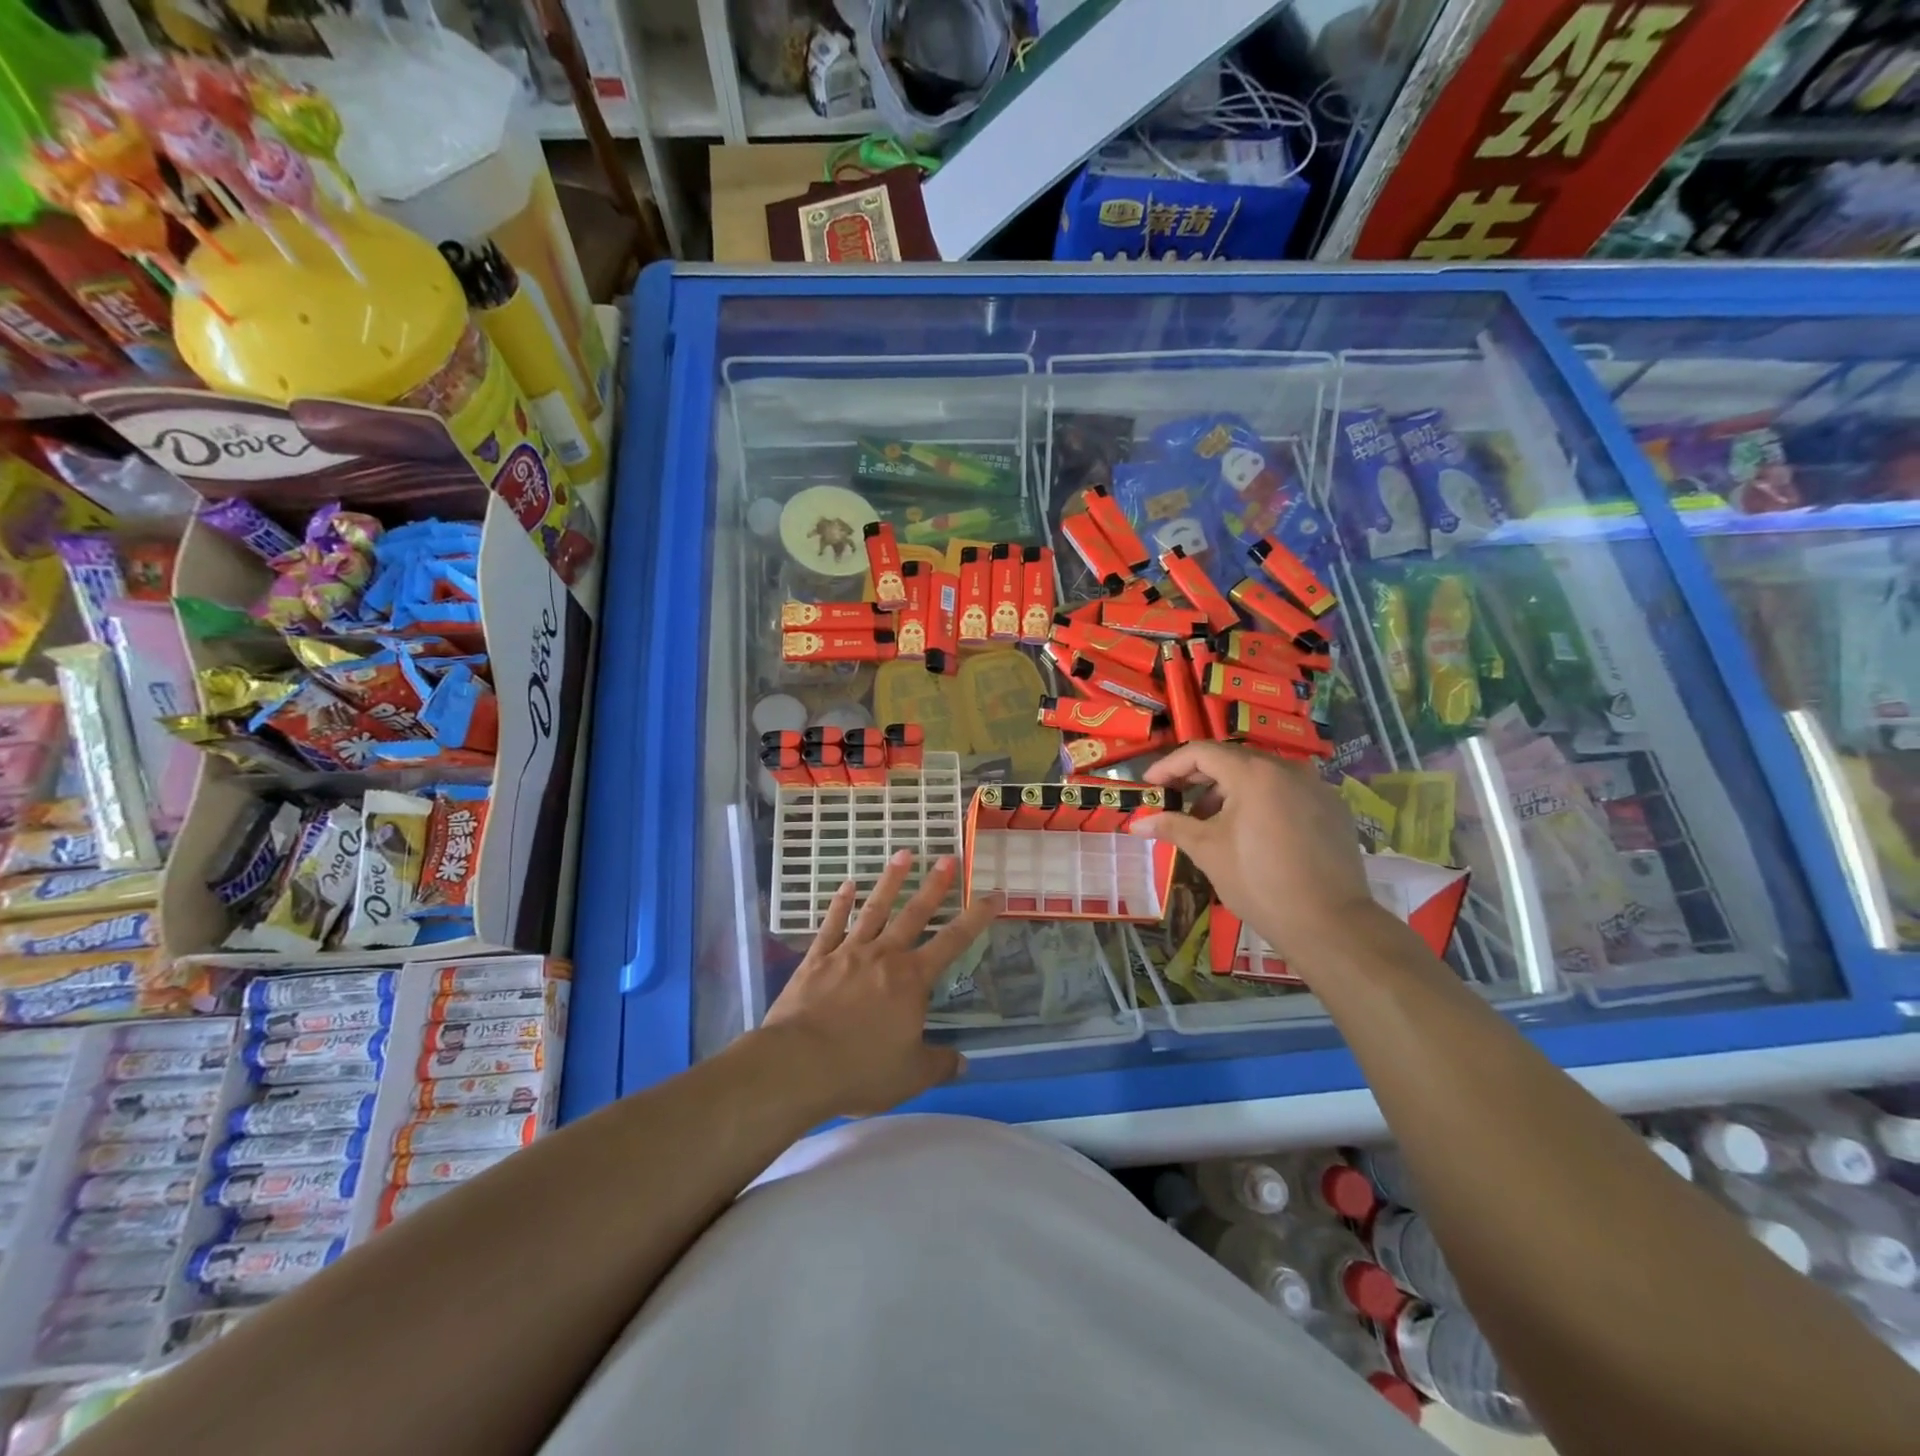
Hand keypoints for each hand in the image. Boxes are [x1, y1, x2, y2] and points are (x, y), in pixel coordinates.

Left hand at [760, 850, 999, 1117]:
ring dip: (890, 881)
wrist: (797, 1064)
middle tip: (948, 857)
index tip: (993, 893)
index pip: (953, 941)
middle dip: (934, 886)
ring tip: (903, 854)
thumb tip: (964, 1063)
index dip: (977, 917)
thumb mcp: (911, 1076)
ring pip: (875, 910)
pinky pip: (831, 925)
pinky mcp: (816, 959)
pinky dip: (840, 904)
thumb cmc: (861, 1069)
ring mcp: (848, 953)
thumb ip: (939, 1064)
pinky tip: (847, 885)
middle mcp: (884, 956)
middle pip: (914, 914)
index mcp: (912, 979)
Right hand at [1128, 742, 1377, 969]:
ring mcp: (1315, 787)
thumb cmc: (1259, 882)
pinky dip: (1260, 801)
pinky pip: (1287, 792)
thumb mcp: (1208, 851)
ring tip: (1209, 821)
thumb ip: (1172, 826)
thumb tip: (1136, 823)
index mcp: (1254, 773)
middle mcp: (1287, 769)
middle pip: (1232, 759)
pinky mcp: (1333, 808)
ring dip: (1229, 790)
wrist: (1330, 923)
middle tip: (1174, 799)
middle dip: (1198, 777)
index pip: (1201, 752)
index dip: (1170, 765)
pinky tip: (1250, 831)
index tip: (1150, 785)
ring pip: (1261, 775)